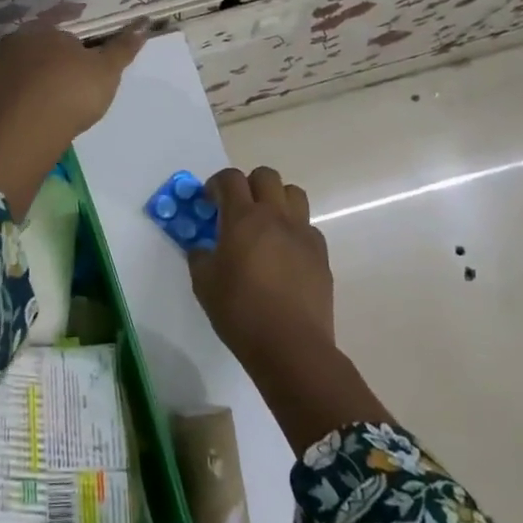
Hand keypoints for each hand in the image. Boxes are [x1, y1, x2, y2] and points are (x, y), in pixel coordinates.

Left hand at [0, 22, 146, 215]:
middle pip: (25, 49)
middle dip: (36, 57)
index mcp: (41, 35)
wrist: (22, 130)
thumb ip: (122, 48)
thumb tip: (143, 22)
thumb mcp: (106, 72)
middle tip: (50, 76)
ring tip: (24, 101)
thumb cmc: (70, 94)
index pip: (56, 25)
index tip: (75, 43)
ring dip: (10, 81)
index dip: (67, 31)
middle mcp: (8, 47)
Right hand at [191, 166, 333, 366]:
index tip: (208, 200)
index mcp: (243, 218)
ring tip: (264, 225)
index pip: (231, 178)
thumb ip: (201, 256)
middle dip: (248, 184)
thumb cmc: (240, 312)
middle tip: (237, 209)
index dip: (216, 183)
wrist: (291, 346)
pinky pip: (307, 227)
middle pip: (266, 176)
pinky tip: (283, 255)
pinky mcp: (321, 255)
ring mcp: (303, 234)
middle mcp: (276, 217)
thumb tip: (204, 248)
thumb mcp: (204, 283)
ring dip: (276, 200)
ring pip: (293, 194)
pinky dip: (293, 231)